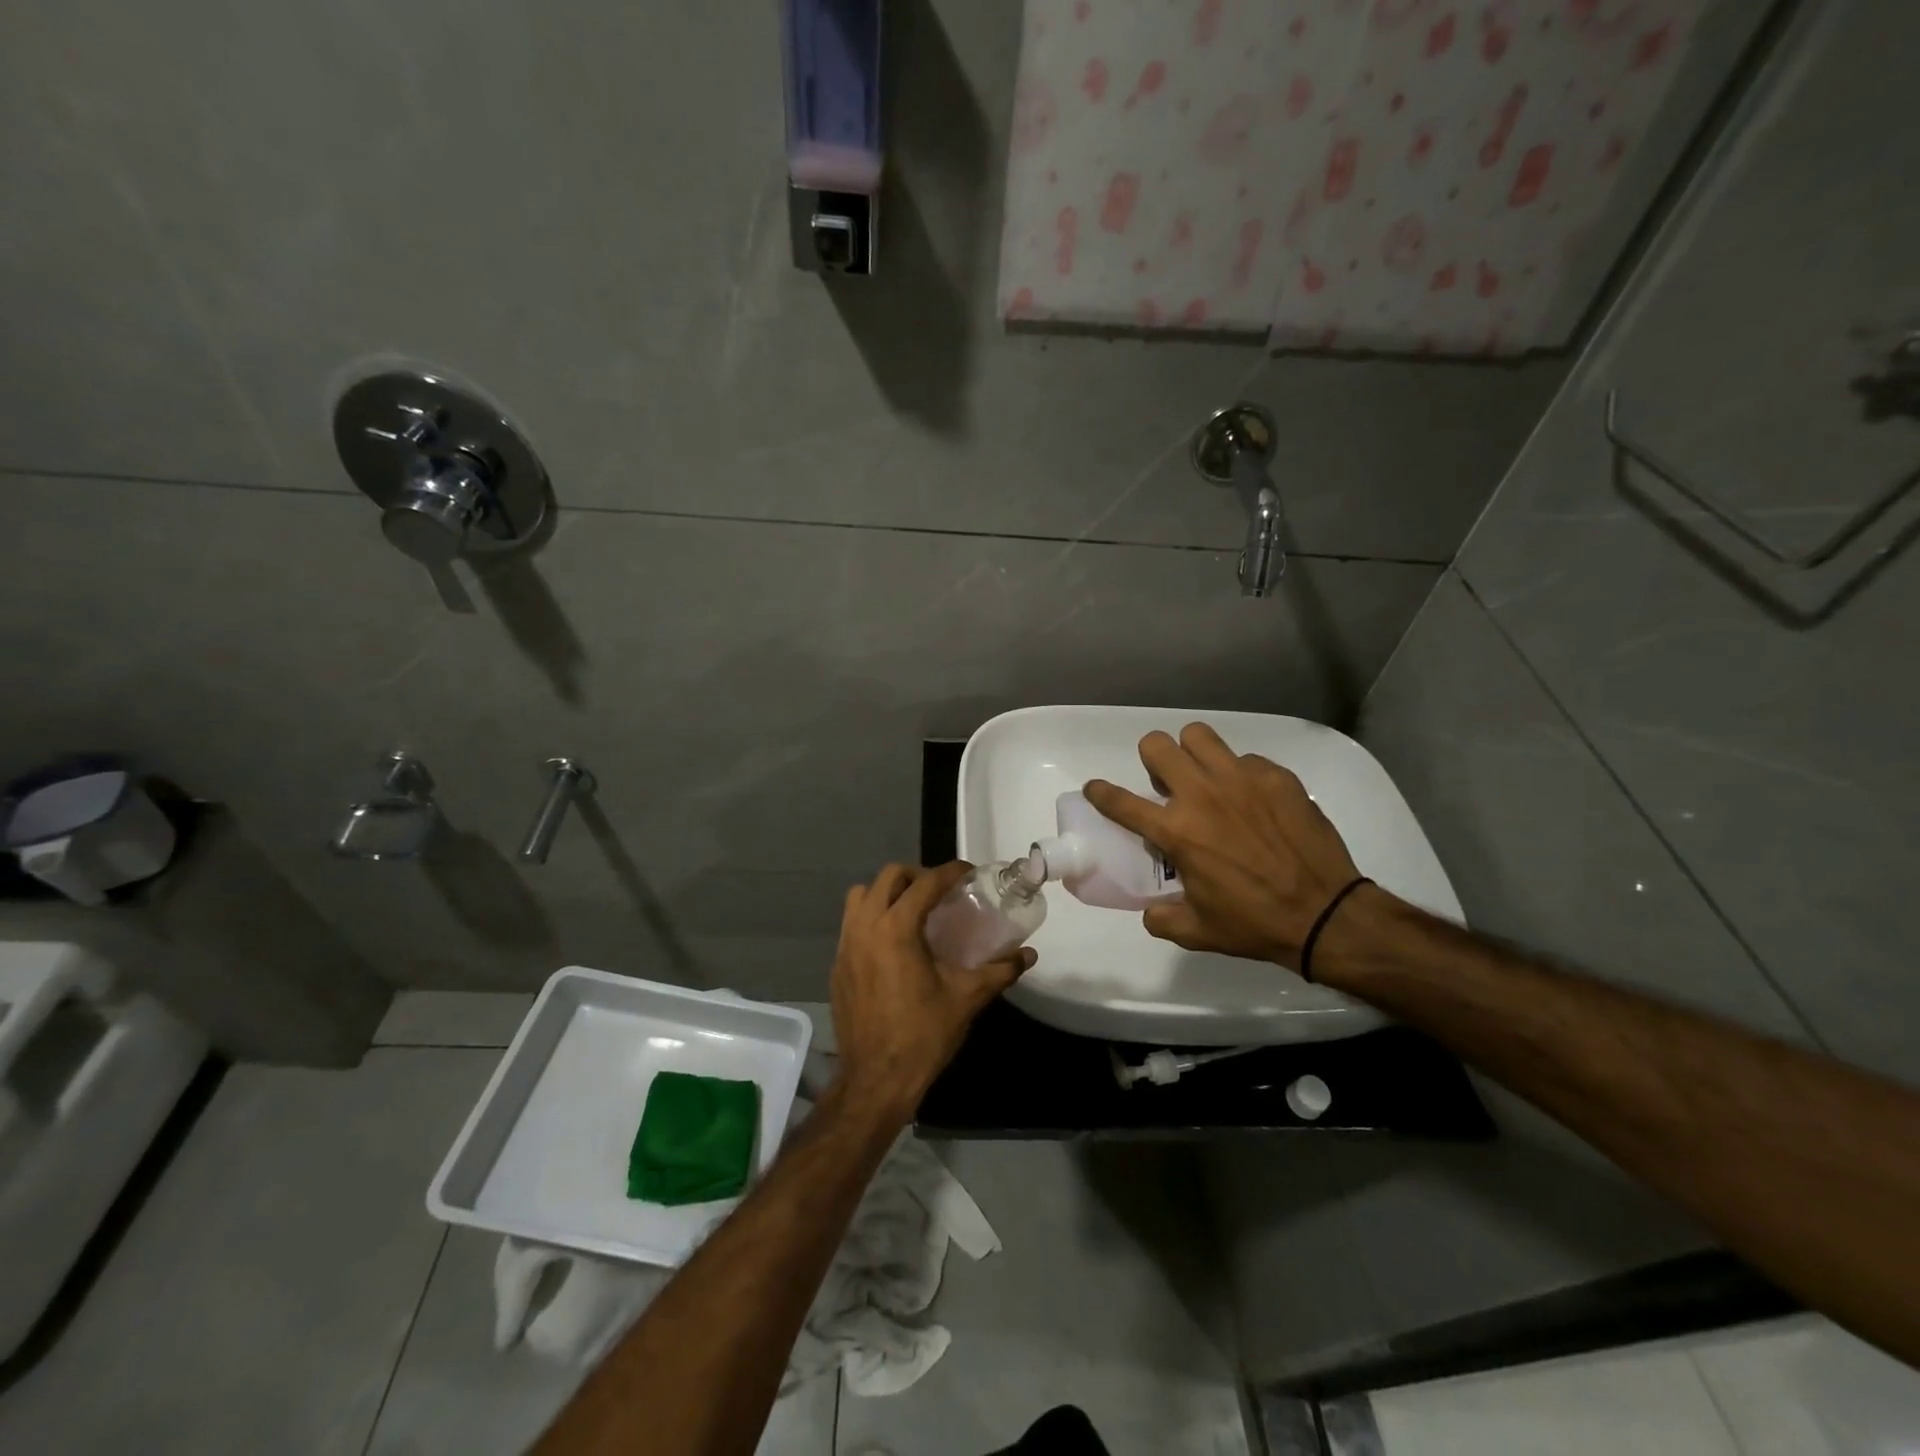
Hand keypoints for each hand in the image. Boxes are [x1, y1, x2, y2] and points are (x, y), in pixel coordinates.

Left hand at [829, 862, 1034, 1117]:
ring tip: (912, 910)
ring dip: (887, 892)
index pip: (925, 883)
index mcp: (897, 928)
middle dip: (917, 876)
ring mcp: (845, 944)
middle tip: (941, 892)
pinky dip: (872, 918)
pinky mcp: (837, 965)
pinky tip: (892, 943)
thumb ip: (999, 970)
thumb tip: (1028, 954)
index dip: (949, 872)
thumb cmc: (923, 1034)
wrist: (875, 1079)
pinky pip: (851, 923)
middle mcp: (866, 926)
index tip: (968, 872)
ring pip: (861, 896)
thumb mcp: (966, 998)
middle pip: (888, 877)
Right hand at [1084, 723, 1361, 970]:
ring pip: (1198, 736)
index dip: (1100, 792)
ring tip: (1204, 777)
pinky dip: (1239, 774)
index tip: (1095, 789)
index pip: (1120, 802)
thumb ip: (1163, 918)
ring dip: (1191, 753)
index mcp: (1176, 831)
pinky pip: (1244, 758)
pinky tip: (1253, 800)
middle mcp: (1202, 795)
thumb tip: (1150, 910)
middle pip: (1156, 745)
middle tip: (1166, 784)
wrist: (1325, 914)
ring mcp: (1241, 779)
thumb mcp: (1197, 932)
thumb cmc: (1254, 923)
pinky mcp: (1275, 776)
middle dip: (1152, 760)